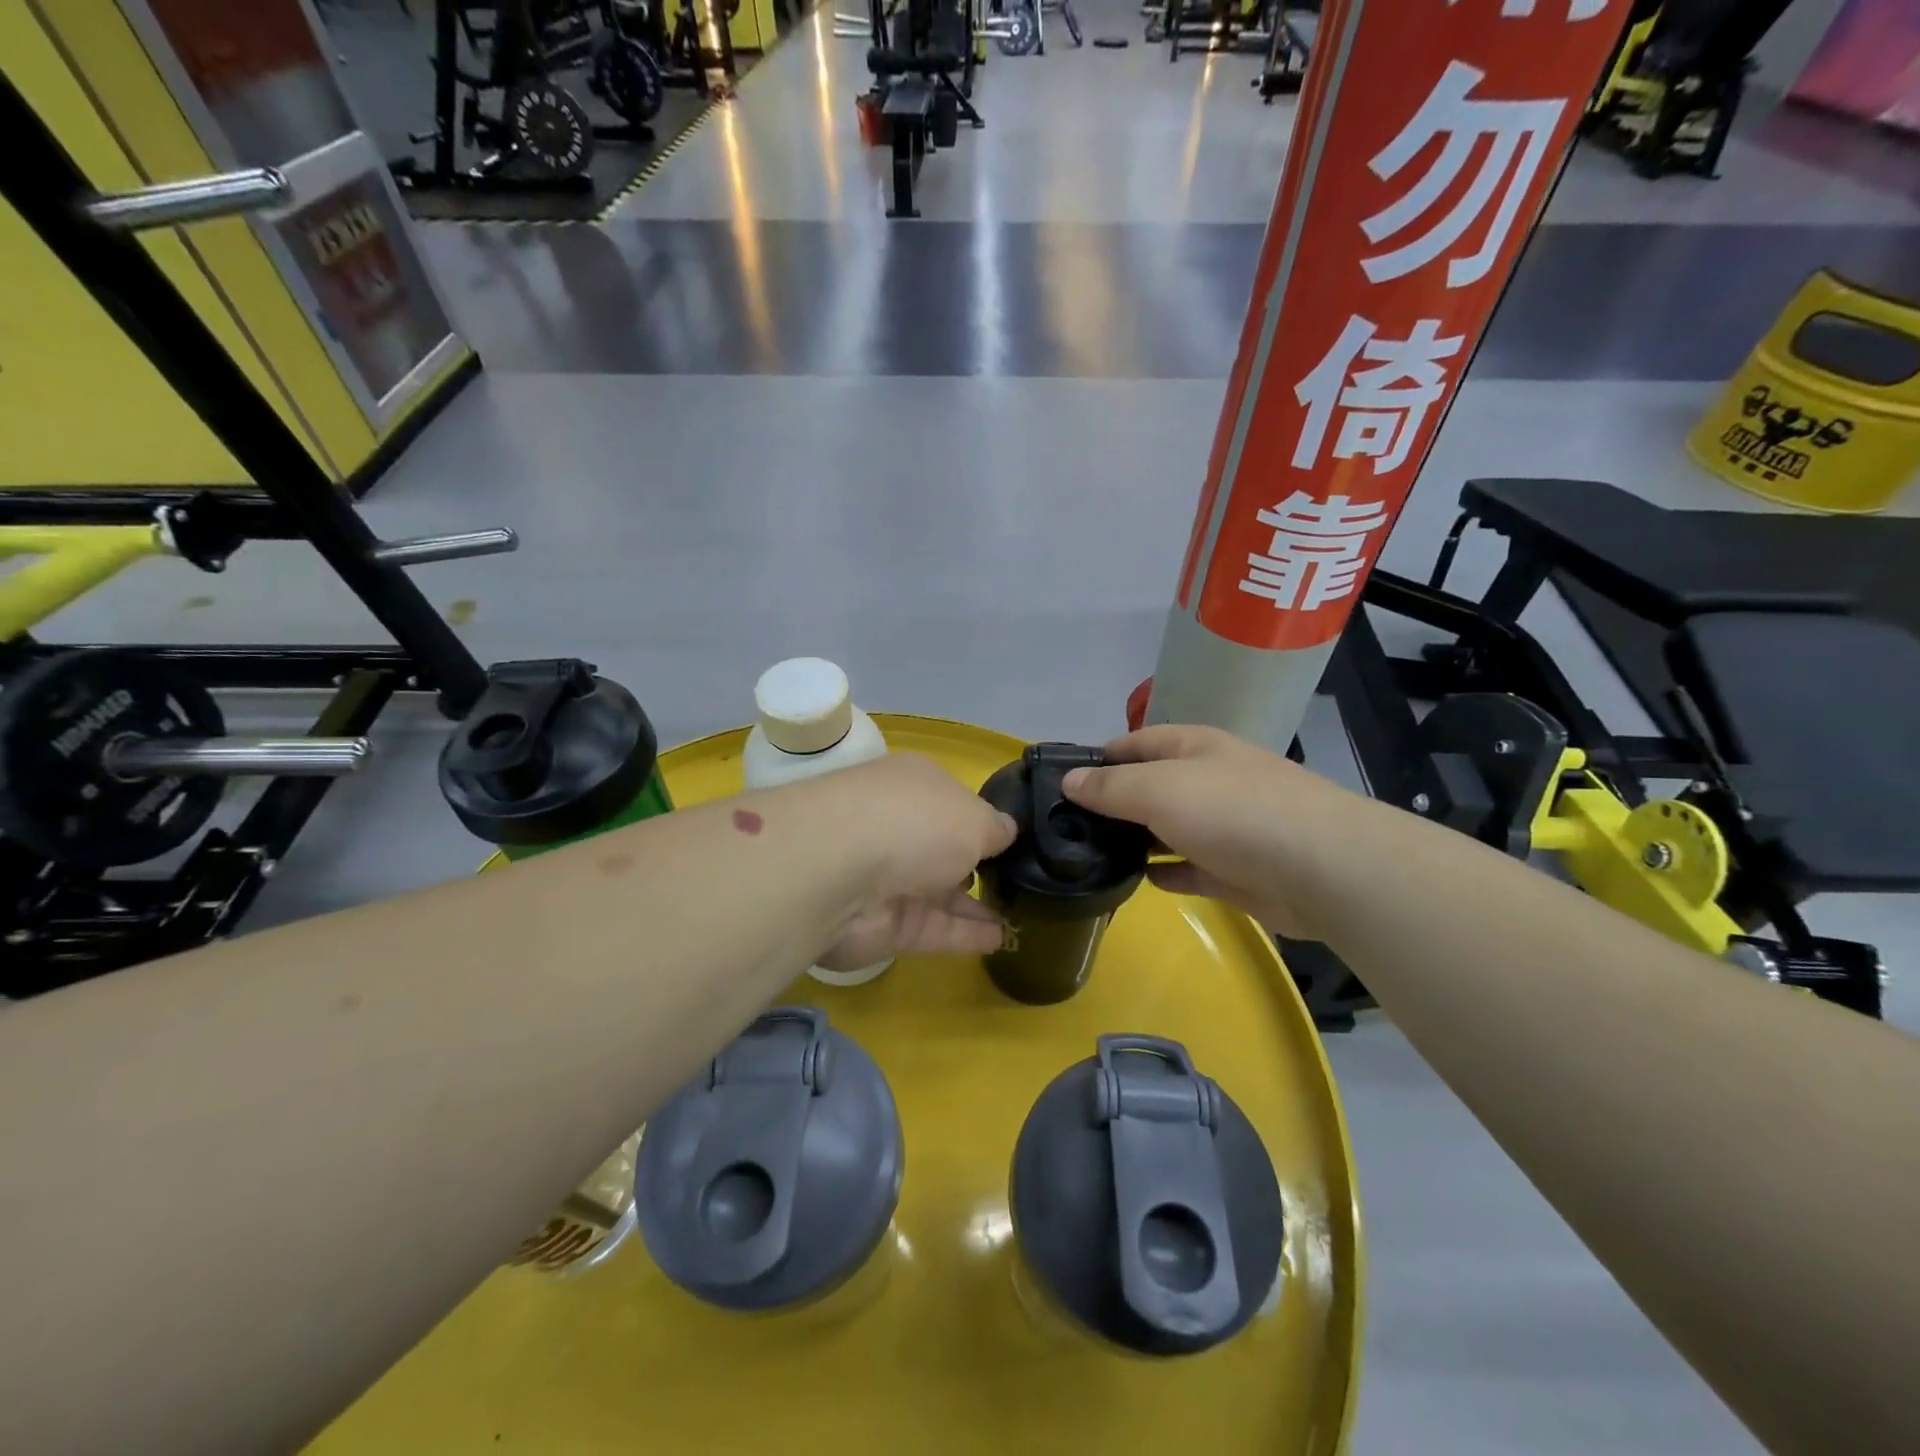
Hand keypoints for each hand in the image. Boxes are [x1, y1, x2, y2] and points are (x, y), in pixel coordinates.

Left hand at [796, 754, 1016, 968]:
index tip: (1015, 840)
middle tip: (1022, 882)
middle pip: (943, 848)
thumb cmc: (914, 822)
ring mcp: (889, 879)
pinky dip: (966, 934)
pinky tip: (1002, 939)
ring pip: (940, 892)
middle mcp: (898, 827)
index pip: (952, 802)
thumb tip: (1007, 832)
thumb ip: (994, 828)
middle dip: (976, 863)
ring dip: (976, 904)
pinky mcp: (885, 926)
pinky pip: (935, 928)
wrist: (839, 872)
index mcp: (914, 786)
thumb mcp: (974, 816)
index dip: (981, 820)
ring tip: (1021, 914)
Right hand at [1061, 724, 1383, 940]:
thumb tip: (1068, 781)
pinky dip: (1164, 873)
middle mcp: (1207, 781)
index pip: (1134, 743)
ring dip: (1134, 840)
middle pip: (1149, 787)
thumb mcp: (1158, 788)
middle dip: (1112, 803)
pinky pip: (1187, 868)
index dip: (1098, 759)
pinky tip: (1136, 881)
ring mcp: (1223, 827)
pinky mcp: (1233, 870)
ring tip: (1088, 856)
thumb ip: (1110, 787)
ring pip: (1166, 829)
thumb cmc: (1232, 811)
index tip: (1059, 783)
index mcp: (1193, 748)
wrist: (1319, 868)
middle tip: (1063, 827)